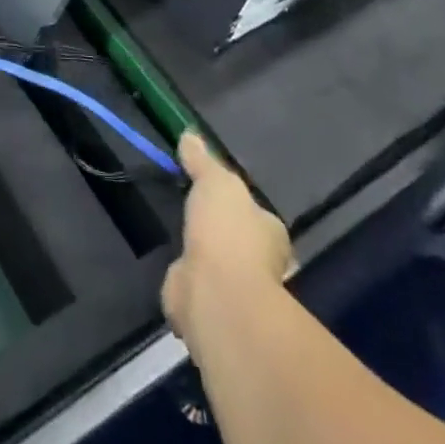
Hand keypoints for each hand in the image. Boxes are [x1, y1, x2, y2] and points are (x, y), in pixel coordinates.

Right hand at [161, 132, 292, 359]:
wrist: (217, 295)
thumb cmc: (227, 231)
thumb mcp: (215, 181)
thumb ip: (203, 160)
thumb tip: (190, 134)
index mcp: (270, 232)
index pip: (256, 214)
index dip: (238, 204)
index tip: (214, 192)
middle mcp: (261, 264)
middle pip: (240, 242)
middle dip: (222, 234)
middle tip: (195, 215)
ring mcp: (235, 290)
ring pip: (219, 267)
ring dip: (204, 259)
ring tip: (181, 240)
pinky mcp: (209, 309)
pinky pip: (196, 287)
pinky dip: (187, 281)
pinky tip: (174, 268)